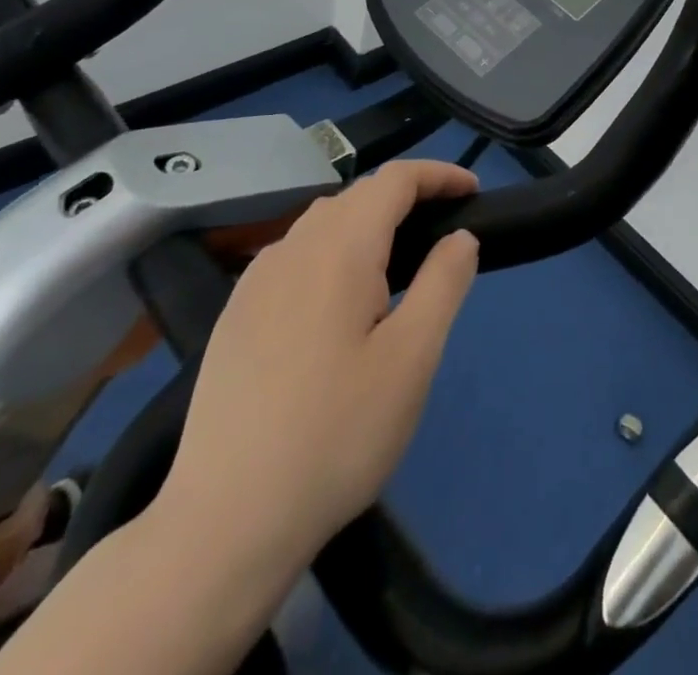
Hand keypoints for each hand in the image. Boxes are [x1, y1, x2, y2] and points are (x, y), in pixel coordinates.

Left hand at [152, 160, 479, 595]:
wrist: (225, 522)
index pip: (394, 180)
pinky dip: (331, 249)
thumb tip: (460, 237)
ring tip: (396, 264)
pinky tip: (337, 299)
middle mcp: (292, 250)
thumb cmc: (336, 434)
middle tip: (443, 233)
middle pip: (357, 195)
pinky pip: (292, 254)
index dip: (438, 175)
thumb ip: (444, 283)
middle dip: (406, 197)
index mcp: (339, 249)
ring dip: (367, 222)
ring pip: (321, 222)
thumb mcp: (413, 358)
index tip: (473, 193)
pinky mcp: (234, 316)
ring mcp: (254, 282)